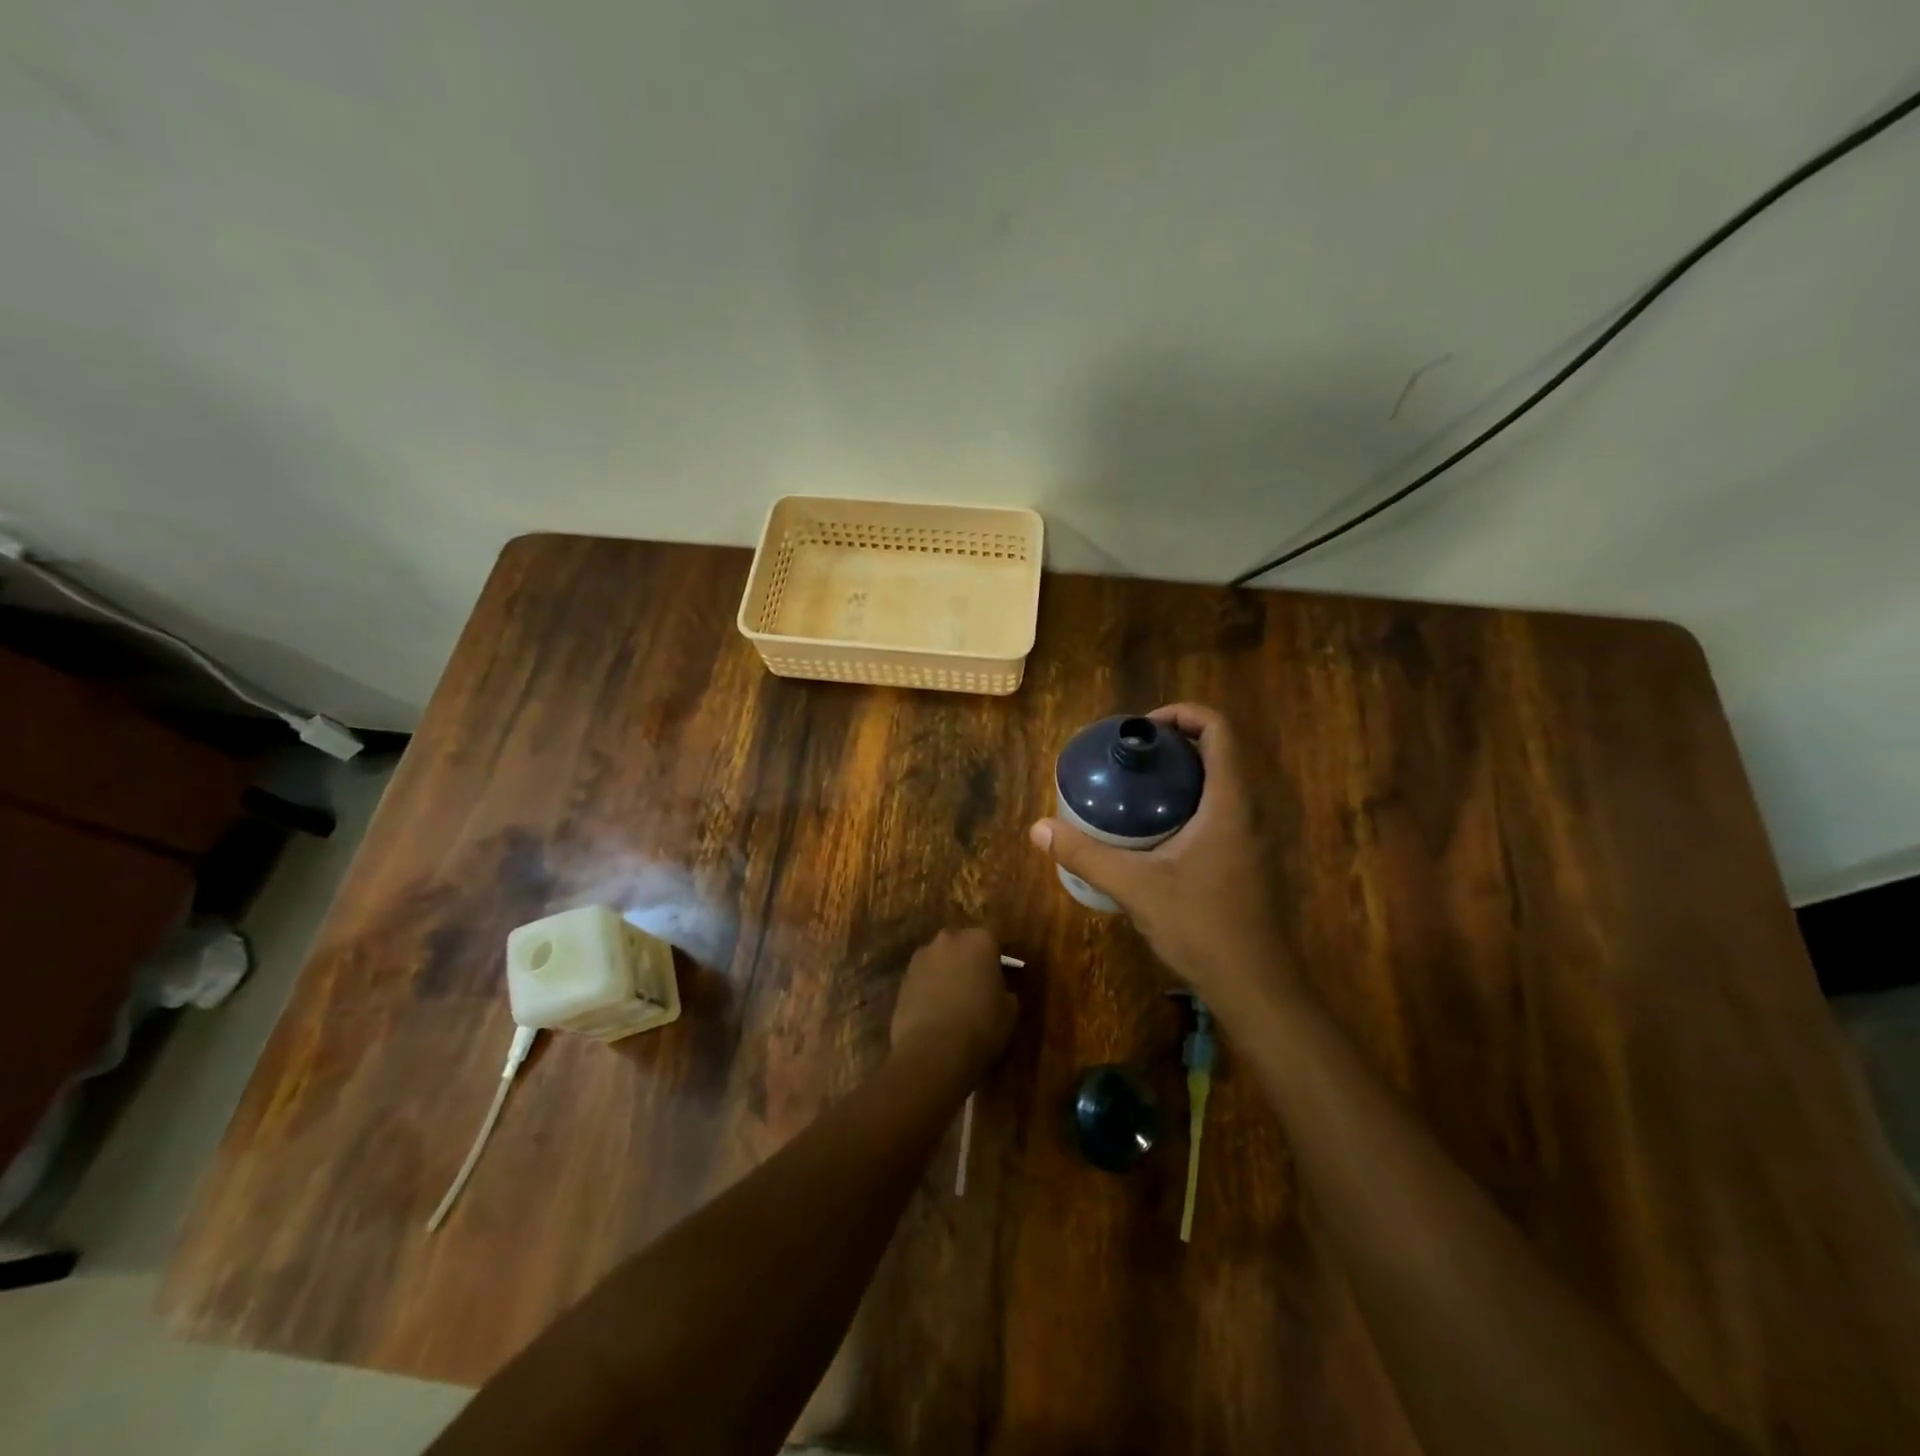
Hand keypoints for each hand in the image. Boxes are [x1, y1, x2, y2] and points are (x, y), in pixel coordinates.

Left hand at [889, 927, 1016, 1076]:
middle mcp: (949, 939)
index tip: (998, 980)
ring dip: (945, 973)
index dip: (995, 961)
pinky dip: (928, 989)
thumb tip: (998, 991)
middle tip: (975, 987)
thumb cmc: (981, 1026)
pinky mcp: (902, 978)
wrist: (933, 1050)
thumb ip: (1005, 991)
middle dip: (967, 961)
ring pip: (939, 960)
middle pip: (962, 944)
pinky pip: (922, 978)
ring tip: (952, 1003)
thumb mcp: (1010, 1011)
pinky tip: (934, 1013)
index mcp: (979, 940)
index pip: (992, 941)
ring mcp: (921, 957)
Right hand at [1030, 704, 1287, 1003]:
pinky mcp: (1246, 862)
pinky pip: (1218, 812)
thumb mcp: (1135, 887)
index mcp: (1229, 803)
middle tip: (1130, 758)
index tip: (1142, 729)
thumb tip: (1039, 829)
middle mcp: (1247, 811)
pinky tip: (1152, 834)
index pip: (1219, 730)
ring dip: (1181, 776)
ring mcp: (1251, 839)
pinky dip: (1187, 804)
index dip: (1184, 713)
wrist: (1256, 988)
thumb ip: (1086, 855)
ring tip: (1134, 789)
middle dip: (1175, 744)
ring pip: (1220, 785)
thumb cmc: (1202, 927)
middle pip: (1219, 752)